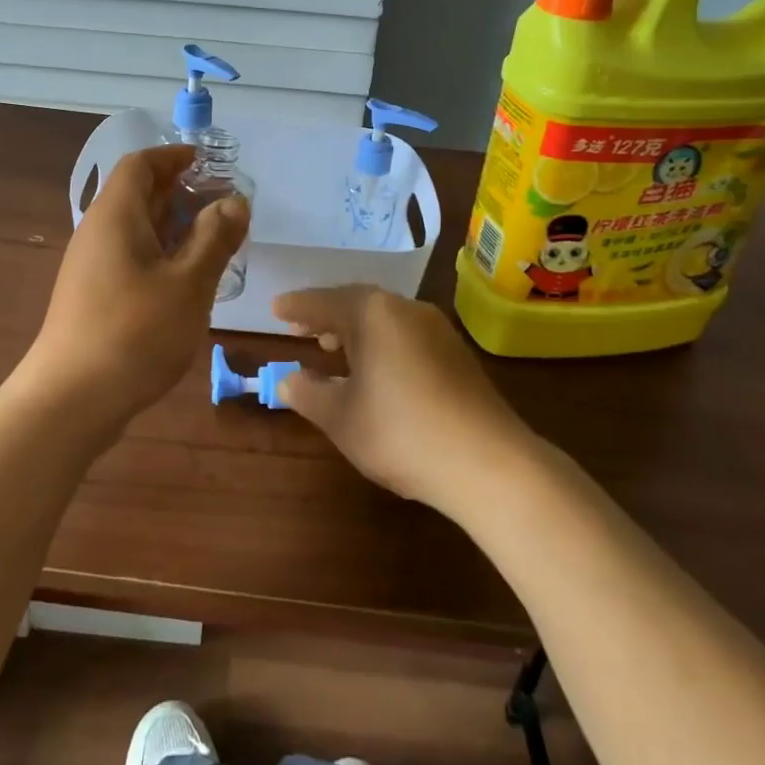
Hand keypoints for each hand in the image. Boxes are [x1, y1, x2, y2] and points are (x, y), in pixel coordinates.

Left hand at [18, 146, 248, 435]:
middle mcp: (98, 232)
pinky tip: (188, 279)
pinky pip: (131, 257)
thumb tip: (234, 202)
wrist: (70, 401)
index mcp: (115, 215)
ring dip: (176, 226)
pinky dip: (162, 254)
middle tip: (225, 204)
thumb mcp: (188, 284)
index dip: (174, 157)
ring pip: (137, 229)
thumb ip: (214, 238)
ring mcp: (92, 266)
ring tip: (216, 240)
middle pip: (139, 194)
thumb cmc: (134, 334)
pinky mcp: (94, 296)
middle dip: (182, 192)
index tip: (209, 162)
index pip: (140, 164)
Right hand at [273, 286, 534, 513]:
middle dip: (326, 315)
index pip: (323, 302)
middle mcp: (404, 309)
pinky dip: (381, 342)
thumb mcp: (341, 418)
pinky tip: (375, 368)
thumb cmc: (401, 432)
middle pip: (356, 303)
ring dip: (355, 329)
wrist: (489, 462)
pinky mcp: (456, 352)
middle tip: (300, 328)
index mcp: (372, 313)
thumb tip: (288, 380)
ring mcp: (435, 328)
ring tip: (333, 347)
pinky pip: (405, 334)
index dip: (296, 307)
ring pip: (383, 318)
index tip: (275, 308)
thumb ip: (308, 394)